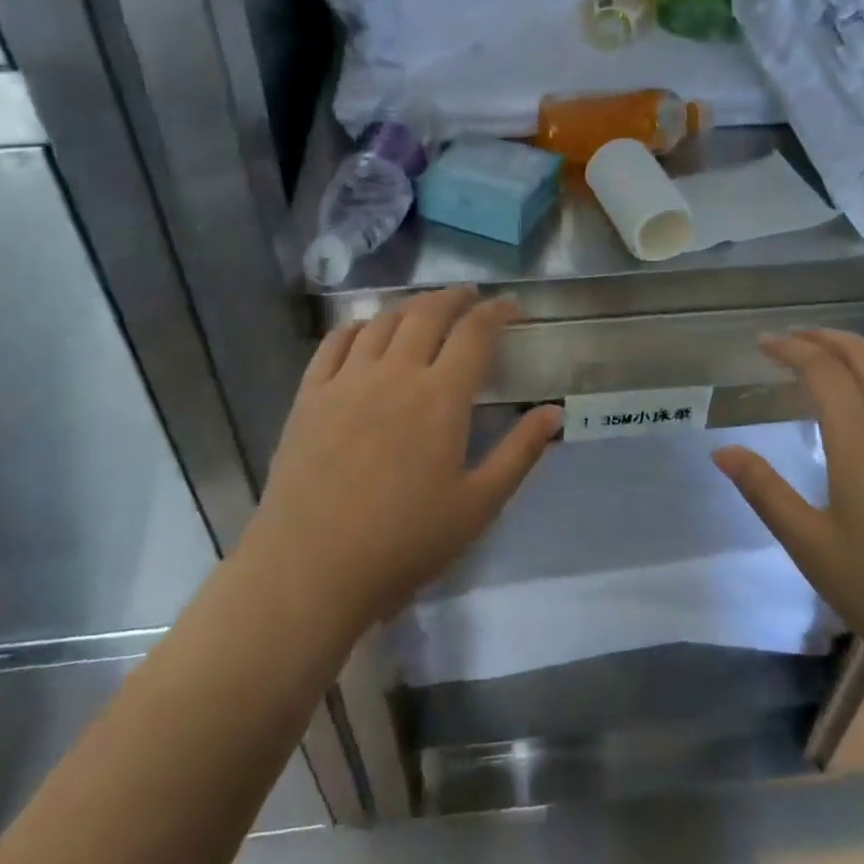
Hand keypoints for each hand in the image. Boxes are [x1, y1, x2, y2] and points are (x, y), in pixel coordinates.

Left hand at [246, 287, 560, 638]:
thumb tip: (553, 412)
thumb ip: (519, 453)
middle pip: (427, 314)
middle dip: (453, 297)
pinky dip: (358, 325)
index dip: (496, 311)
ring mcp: (347, 380)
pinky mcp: (310, 395)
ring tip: (424, 308)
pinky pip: (335, 342)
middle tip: (469, 296)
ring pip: (382, 321)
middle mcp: (395, 373)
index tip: (510, 304)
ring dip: (410, 306)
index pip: (474, 334)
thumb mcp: (477, 505)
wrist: (311, 567)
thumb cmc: (404, 542)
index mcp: (441, 397)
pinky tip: (366, 329)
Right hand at [713, 330, 863, 683]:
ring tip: (835, 357)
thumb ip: (766, 492)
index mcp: (860, 440)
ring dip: (863, 352)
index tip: (763, 343)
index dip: (791, 349)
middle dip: (827, 338)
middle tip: (794, 339)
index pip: (823, 370)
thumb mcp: (814, 548)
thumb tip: (722, 451)